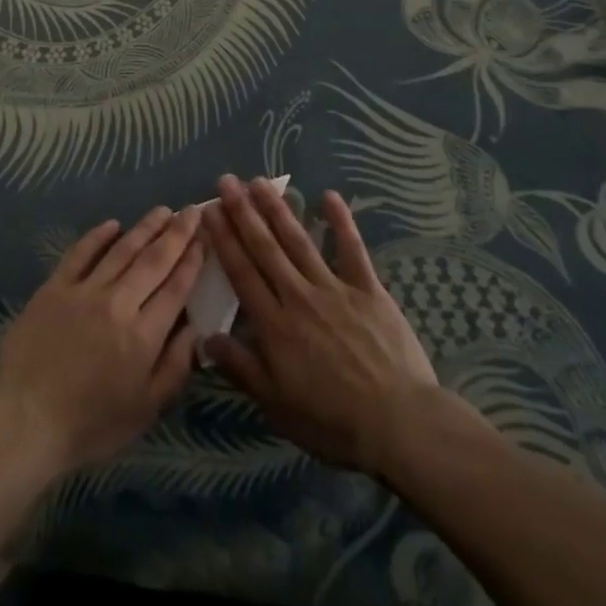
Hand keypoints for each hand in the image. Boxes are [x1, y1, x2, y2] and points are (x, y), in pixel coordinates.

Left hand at [0, 206, 203, 481]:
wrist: (25, 422)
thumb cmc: (91, 425)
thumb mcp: (146, 409)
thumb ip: (176, 366)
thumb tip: (197, 329)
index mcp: (143, 336)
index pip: (176, 288)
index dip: (192, 260)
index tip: (204, 238)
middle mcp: (118, 304)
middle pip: (153, 260)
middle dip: (176, 233)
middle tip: (191, 210)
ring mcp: (84, 291)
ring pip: (122, 250)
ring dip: (145, 227)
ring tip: (162, 211)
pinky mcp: (55, 287)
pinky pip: (81, 253)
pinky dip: (98, 235)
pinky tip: (113, 224)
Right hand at [204, 177, 487, 475]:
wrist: (399, 424)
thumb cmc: (333, 422)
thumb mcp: (277, 406)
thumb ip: (241, 368)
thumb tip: (206, 336)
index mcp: (274, 325)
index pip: (241, 273)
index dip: (223, 239)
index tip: (208, 209)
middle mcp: (299, 296)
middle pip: (265, 248)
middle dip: (243, 212)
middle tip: (227, 181)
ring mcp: (334, 288)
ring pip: (299, 241)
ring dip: (278, 209)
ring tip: (260, 182)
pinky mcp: (368, 290)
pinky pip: (352, 250)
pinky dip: (341, 222)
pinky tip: (329, 196)